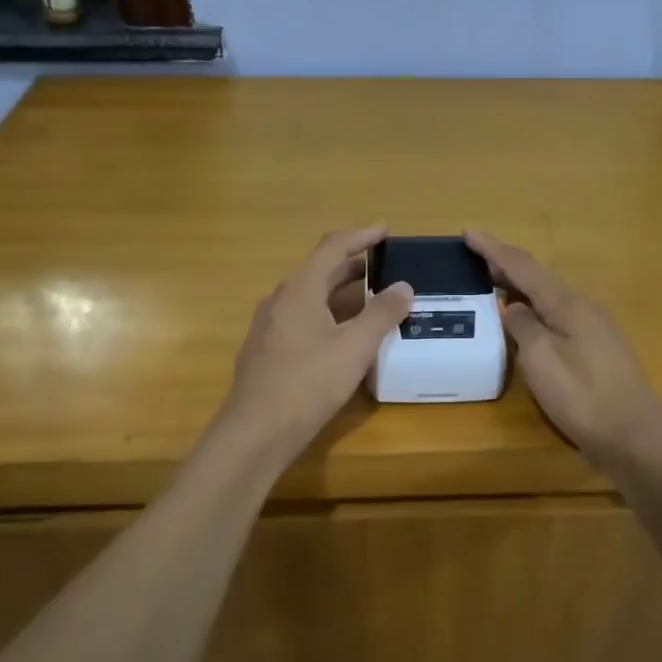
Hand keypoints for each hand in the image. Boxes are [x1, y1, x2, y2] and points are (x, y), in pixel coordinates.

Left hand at [221, 225, 413, 460]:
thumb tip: (404, 286)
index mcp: (299, 291)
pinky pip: (300, 320)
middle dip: (352, 266)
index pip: (331, 248)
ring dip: (339, 294)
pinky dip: (325, 316)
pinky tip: (340, 337)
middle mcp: (279, 301)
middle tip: (383, 267)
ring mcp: (268, 327)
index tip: (385, 231)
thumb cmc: (308, 383)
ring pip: (308, 298)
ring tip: (368, 301)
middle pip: (318, 272)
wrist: (257, 431)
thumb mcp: (355, 347)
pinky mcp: (266, 351)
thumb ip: (382, 314)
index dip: (360, 236)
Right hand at [466, 230, 661, 466]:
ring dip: (520, 287)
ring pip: (549, 297)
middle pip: (539, 277)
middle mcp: (582, 307)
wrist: (632, 435)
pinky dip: (534, 309)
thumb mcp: (540, 358)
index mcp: (567, 303)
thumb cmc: (581, 395)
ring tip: (494, 285)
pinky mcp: (596, 349)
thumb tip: (513, 307)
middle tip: (475, 258)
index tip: (468, 233)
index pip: (523, 266)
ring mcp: (593, 328)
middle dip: (506, 265)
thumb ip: (522, 326)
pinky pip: (557, 316)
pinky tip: (524, 321)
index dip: (494, 249)